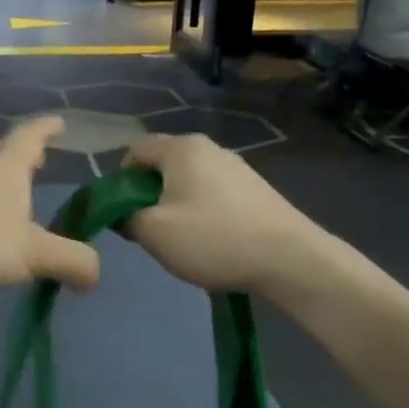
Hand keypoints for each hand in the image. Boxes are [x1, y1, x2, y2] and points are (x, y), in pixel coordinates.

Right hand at [120, 134, 344, 297]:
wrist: (290, 259)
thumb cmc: (213, 238)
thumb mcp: (154, 232)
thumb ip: (125, 218)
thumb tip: (123, 215)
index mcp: (180, 148)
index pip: (133, 150)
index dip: (118, 180)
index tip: (121, 213)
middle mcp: (208, 148)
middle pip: (161, 164)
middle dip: (146, 194)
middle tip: (147, 229)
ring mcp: (235, 166)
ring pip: (186, 181)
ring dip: (173, 205)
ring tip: (180, 239)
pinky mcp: (253, 188)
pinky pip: (210, 193)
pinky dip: (200, 211)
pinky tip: (210, 240)